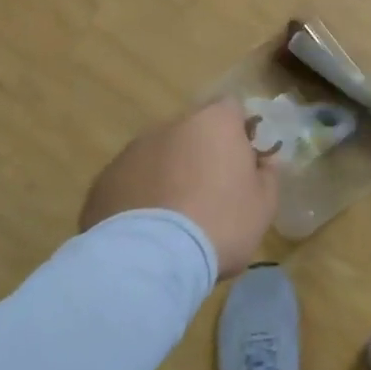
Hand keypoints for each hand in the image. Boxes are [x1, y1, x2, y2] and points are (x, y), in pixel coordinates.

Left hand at [78, 99, 278, 277]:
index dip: (239, 132)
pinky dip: (140, 197)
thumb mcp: (263, 205)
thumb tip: (262, 162)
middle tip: (211, 193)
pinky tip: (147, 231)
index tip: (244, 162)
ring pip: (159, 156)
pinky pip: (131, 182)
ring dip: (169, 175)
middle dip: (202, 154)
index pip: (232, 109)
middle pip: (193, 132)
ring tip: (175, 218)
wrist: (150, 260)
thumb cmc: (220, 223)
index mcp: (214, 123)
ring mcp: (132, 151)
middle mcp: (171, 126)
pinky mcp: (103, 181)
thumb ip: (267, 175)